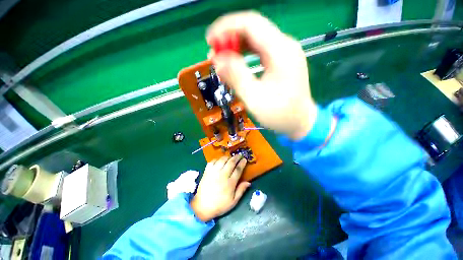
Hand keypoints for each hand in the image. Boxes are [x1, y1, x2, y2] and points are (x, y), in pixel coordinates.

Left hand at [190, 155, 249, 221]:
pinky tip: (219, 161)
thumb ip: (241, 190)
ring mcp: (214, 172)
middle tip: (239, 155)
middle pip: (231, 162)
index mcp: (230, 183)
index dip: (242, 163)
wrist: (202, 207)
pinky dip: (217, 159)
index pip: (238, 169)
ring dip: (227, 157)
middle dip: (236, 157)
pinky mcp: (207, 171)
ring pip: (222, 160)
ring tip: (230, 157)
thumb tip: (249, 182)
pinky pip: (213, 161)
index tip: (244, 159)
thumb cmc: (220, 205)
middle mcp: (222, 175)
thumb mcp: (233, 201)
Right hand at [207, 11, 316, 139]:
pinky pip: (260, 50)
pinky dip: (245, 54)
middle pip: (253, 29)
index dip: (226, 28)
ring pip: (255, 39)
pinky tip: (235, 62)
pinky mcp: (281, 61)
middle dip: (229, 37)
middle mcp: (284, 46)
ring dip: (236, 46)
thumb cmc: (280, 114)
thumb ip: (236, 77)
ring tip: (221, 59)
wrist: (301, 122)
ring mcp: (284, 53)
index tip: (209, 40)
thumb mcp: (255, 99)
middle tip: (213, 53)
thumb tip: (217, 61)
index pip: (250, 24)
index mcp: (280, 51)